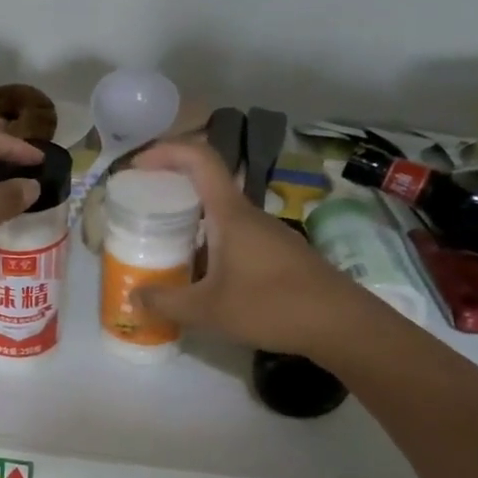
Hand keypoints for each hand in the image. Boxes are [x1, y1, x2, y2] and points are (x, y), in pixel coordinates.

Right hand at [131, 139, 368, 356]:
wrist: (344, 326)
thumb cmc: (273, 306)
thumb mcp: (208, 310)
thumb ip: (166, 302)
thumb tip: (133, 296)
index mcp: (230, 214)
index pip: (200, 159)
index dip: (166, 151)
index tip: (137, 166)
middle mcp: (248, 215)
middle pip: (206, 185)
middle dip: (170, 190)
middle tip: (140, 208)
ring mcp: (267, 234)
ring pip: (220, 215)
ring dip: (189, 221)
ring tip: (163, 247)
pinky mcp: (278, 254)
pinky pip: (234, 237)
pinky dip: (209, 244)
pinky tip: (200, 277)